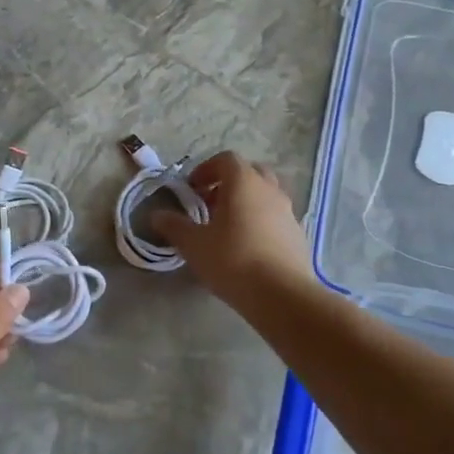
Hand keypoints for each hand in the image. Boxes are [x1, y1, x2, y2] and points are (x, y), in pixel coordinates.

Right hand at [156, 151, 311, 305]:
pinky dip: (260, 222)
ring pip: (265, 195)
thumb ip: (174, 226)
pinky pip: (275, 217)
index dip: (206, 169)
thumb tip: (156, 215)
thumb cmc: (232, 260)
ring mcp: (288, 211)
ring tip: (227, 229)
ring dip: (245, 203)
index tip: (192, 190)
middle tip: (210, 205)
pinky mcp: (297, 234)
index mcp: (243, 182)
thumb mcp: (193, 244)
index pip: (225, 159)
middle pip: (249, 172)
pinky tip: (247, 248)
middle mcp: (269, 189)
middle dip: (228, 183)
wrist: (281, 295)